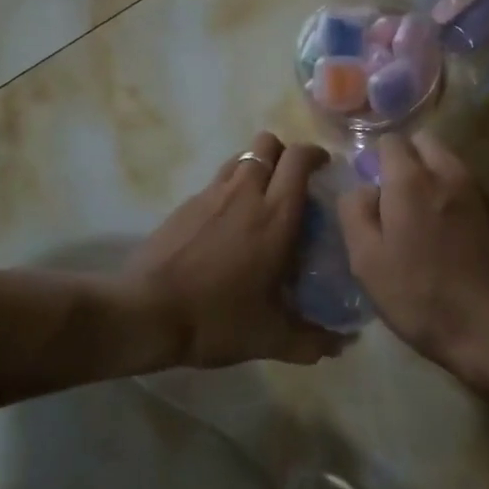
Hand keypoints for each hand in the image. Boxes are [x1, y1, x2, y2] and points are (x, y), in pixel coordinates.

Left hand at [125, 132, 346, 368]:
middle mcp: (245, 192)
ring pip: (241, 157)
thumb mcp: (271, 338)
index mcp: (275, 215)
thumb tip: (343, 345)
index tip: (325, 169)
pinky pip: (217, 181)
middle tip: (295, 183)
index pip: (300, 158)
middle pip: (269, 143)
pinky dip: (230, 188)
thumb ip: (312, 341)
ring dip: (257, 167)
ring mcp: (211, 194)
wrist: (146, 313)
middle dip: (286, 154)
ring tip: (262, 200)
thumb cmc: (217, 319)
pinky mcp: (186, 204)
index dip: (315, 154)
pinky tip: (228, 223)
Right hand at [338, 132, 488, 385]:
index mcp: (411, 180)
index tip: (370, 190)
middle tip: (393, 198)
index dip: (375, 160)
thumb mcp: (367, 261)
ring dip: (431, 176)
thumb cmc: (421, 296)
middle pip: (423, 143)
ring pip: (447, 163)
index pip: (390, 141)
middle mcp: (448, 172)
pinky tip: (448, 235)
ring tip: (420, 219)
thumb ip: (355, 211)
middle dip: (406, 159)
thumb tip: (361, 188)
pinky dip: (453, 197)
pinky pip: (467, 187)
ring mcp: (479, 191)